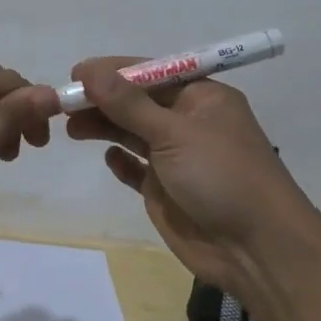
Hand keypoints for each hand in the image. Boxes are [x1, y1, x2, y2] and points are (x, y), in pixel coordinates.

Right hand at [66, 57, 320, 303]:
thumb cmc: (222, 176)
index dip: (113, 72)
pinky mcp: (167, 191)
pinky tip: (108, 159)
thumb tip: (89, 71)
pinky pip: (136, 169)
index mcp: (202, 98)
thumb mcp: (174, 132)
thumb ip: (129, 104)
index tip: (75, 74)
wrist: (257, 250)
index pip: (150, 73)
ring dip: (104, 127)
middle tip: (63, 105)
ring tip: (72, 129)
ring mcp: (177, 158)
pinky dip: (121, 162)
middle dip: (103, 101)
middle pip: (137, 103)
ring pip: (133, 133)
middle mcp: (189, 122)